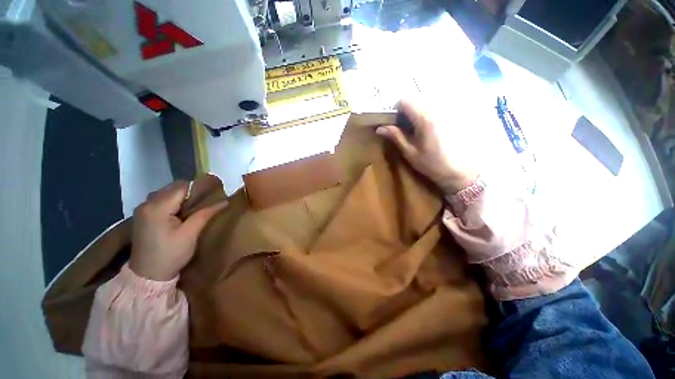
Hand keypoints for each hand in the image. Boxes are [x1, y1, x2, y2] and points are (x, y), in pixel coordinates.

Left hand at [129, 180, 227, 280]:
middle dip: (190, 193)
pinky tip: (181, 214)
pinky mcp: (143, 215)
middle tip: (204, 205)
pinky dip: (174, 203)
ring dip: (182, 198)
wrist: (147, 276)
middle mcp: (146, 203)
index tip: (211, 197)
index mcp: (157, 207)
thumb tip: (225, 201)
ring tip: (194, 210)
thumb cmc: (171, 255)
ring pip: (168, 193)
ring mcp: (143, 209)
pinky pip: (161, 200)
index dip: (198, 189)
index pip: (181, 186)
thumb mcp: (191, 234)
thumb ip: (206, 213)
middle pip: (173, 188)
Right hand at [376, 100, 477, 194]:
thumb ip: (396, 136)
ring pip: (428, 99)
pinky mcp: (458, 112)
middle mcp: (439, 106)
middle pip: (416, 98)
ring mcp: (451, 108)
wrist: (462, 171)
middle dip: (408, 110)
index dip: (396, 109)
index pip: (405, 99)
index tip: (395, 121)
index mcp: (425, 117)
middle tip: (408, 127)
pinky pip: (442, 103)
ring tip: (421, 128)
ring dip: (421, 110)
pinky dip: (433, 110)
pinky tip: (435, 126)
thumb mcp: (410, 152)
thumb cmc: (433, 164)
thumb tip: (380, 128)